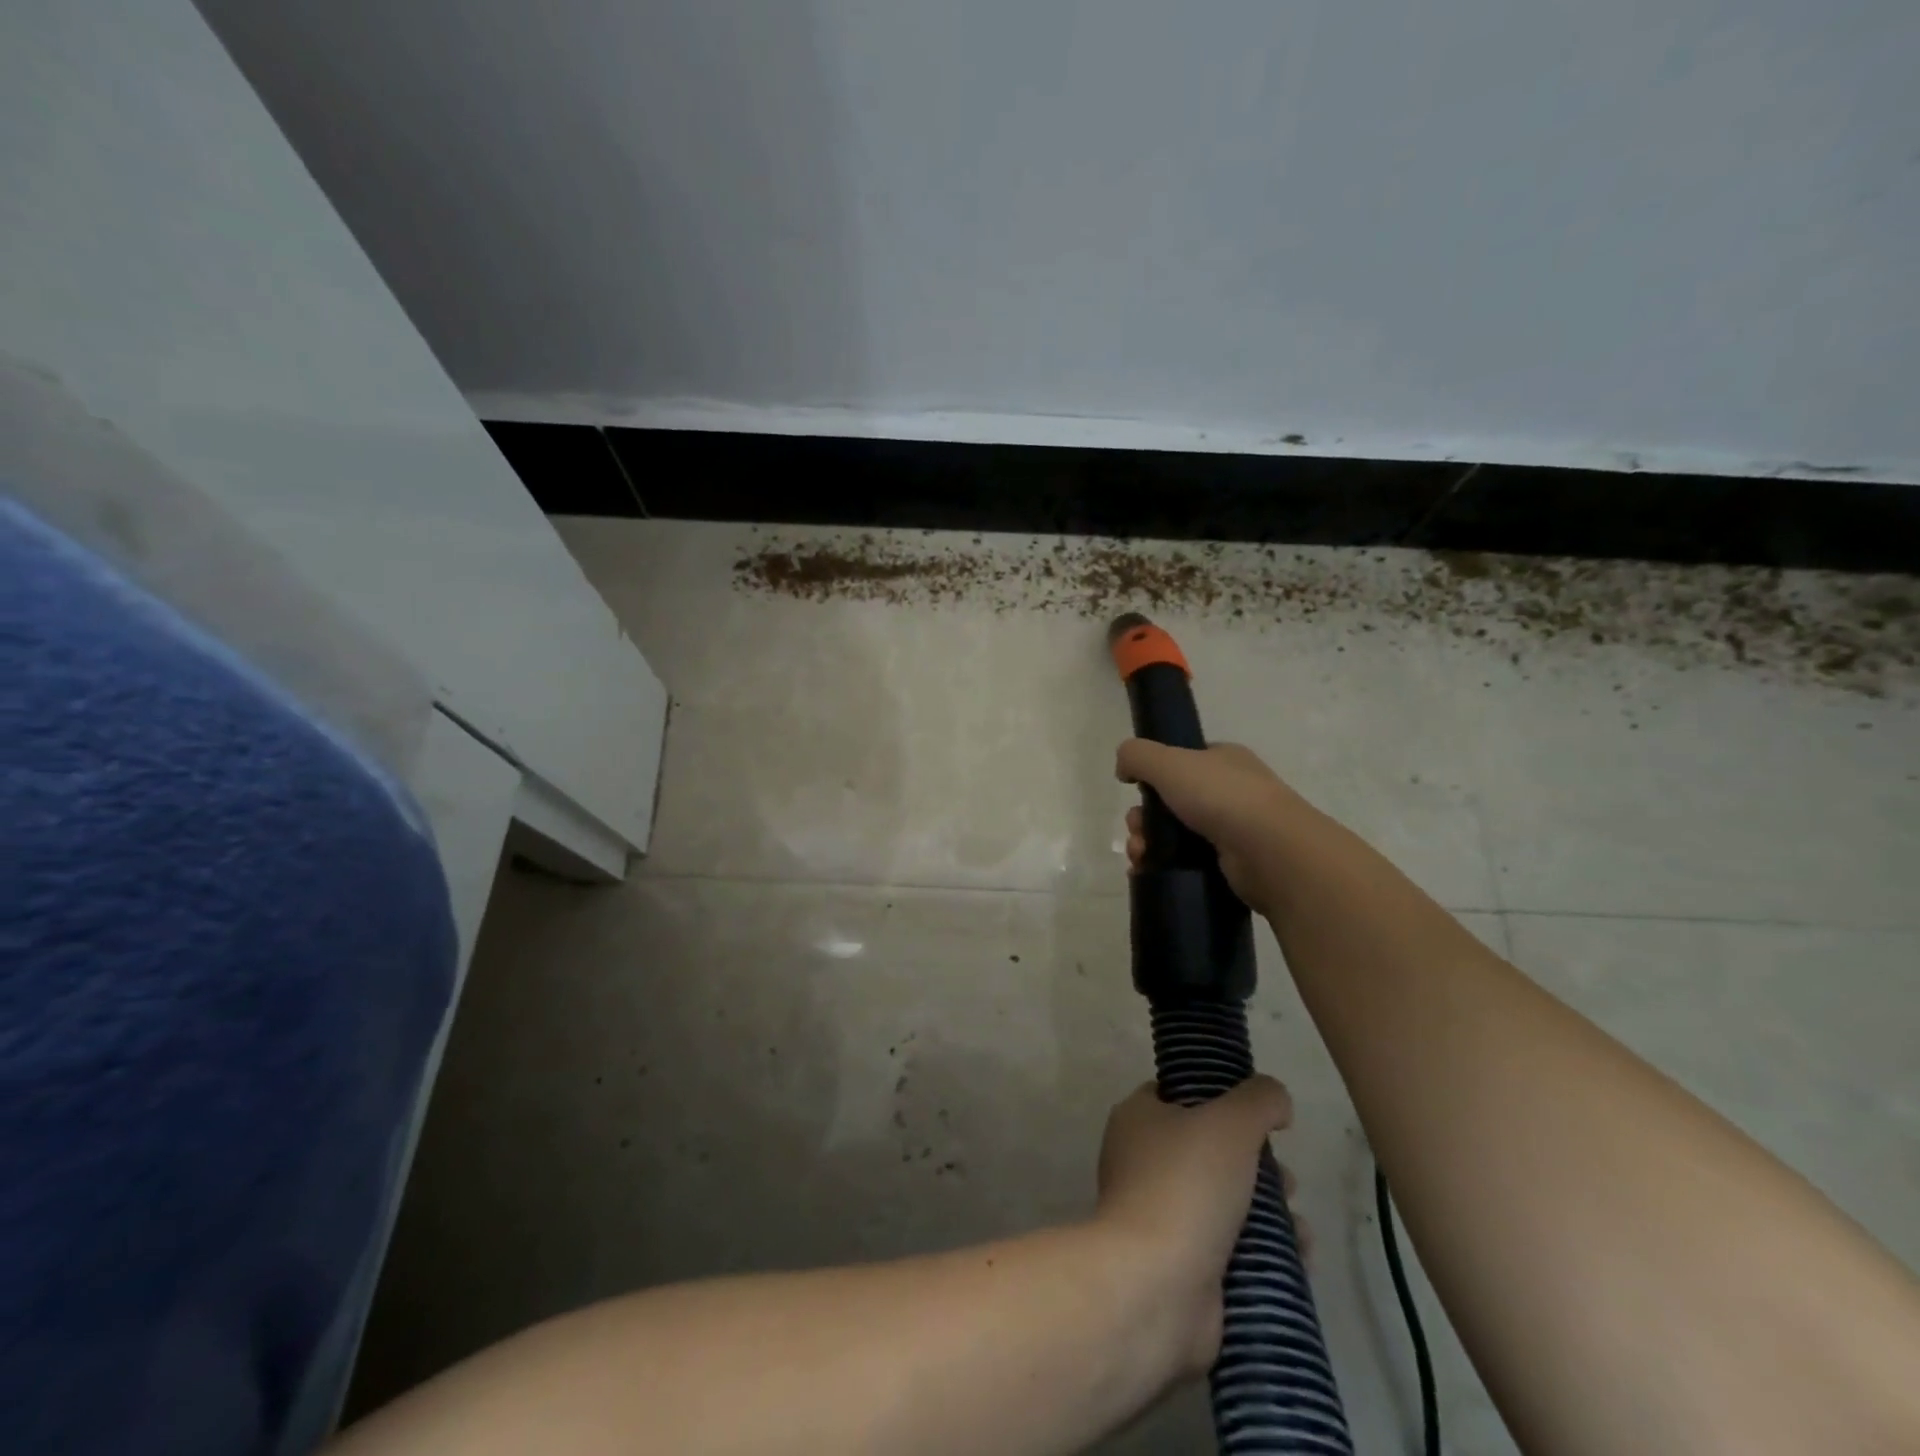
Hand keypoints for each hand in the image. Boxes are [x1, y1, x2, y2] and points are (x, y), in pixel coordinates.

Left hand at [1093, 1078, 1294, 1377]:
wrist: (1156, 1285)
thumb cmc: (1186, 1186)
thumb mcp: (1230, 1123)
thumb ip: (1259, 1100)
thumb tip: (1275, 1097)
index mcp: (1138, 1118)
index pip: (1178, 1094)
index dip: (1220, 1098)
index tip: (1259, 1116)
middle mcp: (1141, 1161)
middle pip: (1209, 1150)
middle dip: (1256, 1163)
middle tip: (1287, 1180)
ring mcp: (1158, 1215)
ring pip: (1223, 1200)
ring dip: (1267, 1209)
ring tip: (1298, 1224)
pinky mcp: (1179, 1263)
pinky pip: (1228, 1247)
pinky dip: (1263, 1250)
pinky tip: (1299, 1257)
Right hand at [1116, 740, 1300, 911]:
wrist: (1271, 852)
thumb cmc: (1221, 796)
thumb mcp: (1169, 762)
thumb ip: (1136, 755)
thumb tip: (1123, 768)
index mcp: (1222, 759)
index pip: (1181, 760)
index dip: (1153, 774)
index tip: (1135, 789)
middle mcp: (1230, 790)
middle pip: (1170, 800)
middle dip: (1143, 816)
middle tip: (1137, 830)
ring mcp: (1234, 828)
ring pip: (1175, 833)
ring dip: (1147, 842)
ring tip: (1140, 855)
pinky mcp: (1231, 864)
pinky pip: (1186, 861)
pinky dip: (1162, 865)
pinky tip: (1146, 871)